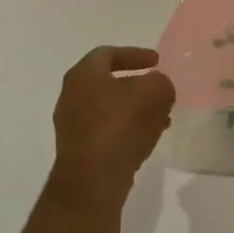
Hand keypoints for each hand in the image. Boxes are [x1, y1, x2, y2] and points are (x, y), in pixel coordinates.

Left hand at [48, 47, 175, 205]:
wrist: (92, 179)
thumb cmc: (121, 125)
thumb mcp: (155, 92)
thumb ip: (160, 82)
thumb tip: (157, 87)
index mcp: (83, 74)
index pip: (108, 53)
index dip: (135, 54)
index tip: (157, 61)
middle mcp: (71, 96)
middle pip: (108, 82)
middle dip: (137, 84)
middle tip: (159, 89)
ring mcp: (72, 125)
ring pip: (109, 108)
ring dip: (135, 109)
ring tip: (162, 118)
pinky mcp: (79, 150)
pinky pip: (107, 130)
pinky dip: (128, 129)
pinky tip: (148, 138)